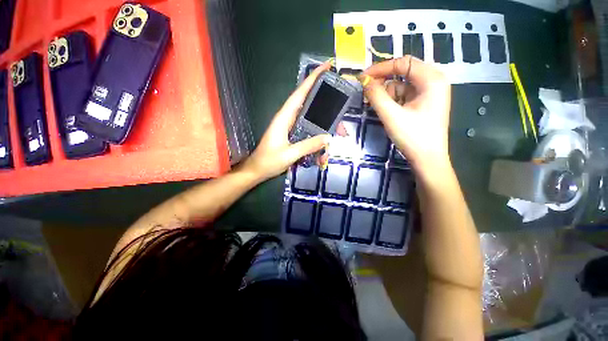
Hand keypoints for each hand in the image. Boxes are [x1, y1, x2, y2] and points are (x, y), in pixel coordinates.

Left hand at [243, 62, 331, 181]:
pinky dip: (317, 139)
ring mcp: (290, 128)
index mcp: (284, 118)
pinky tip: (322, 150)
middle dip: (327, 113)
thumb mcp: (289, 154)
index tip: (326, 67)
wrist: (257, 170)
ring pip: (311, 122)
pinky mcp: (292, 136)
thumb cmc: (269, 161)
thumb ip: (308, 145)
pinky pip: (308, 132)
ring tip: (335, 139)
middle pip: (310, 108)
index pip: (300, 93)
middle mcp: (288, 119)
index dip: (312, 79)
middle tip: (341, 124)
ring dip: (324, 130)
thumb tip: (328, 137)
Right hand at [360, 56, 451, 175]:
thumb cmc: (413, 137)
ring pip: (401, 85)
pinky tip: (384, 110)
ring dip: (386, 93)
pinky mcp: (423, 103)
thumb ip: (376, 96)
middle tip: (366, 92)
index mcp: (432, 79)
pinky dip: (391, 100)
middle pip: (403, 72)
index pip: (403, 63)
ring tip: (375, 106)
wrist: (427, 159)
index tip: (362, 77)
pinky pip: (403, 95)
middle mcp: (433, 81)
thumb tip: (364, 81)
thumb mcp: (391, 115)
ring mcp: (429, 92)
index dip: (381, 68)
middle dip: (383, 81)